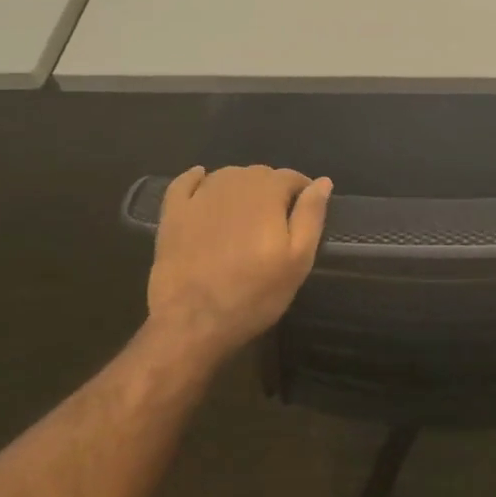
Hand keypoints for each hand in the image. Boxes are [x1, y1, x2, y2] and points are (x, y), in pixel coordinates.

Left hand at [143, 165, 331, 361]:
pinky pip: (185, 182)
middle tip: (276, 223)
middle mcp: (233, 183)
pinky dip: (196, 179)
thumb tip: (323, 182)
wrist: (192, 322)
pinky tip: (202, 182)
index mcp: (267, 192)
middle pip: (260, 174)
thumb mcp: (298, 260)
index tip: (303, 214)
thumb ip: (311, 215)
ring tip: (245, 215)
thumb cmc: (253, 294)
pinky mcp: (173, 213)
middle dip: (272, 190)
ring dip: (241, 187)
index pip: (291, 177)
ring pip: (227, 176)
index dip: (302, 192)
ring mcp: (199, 196)